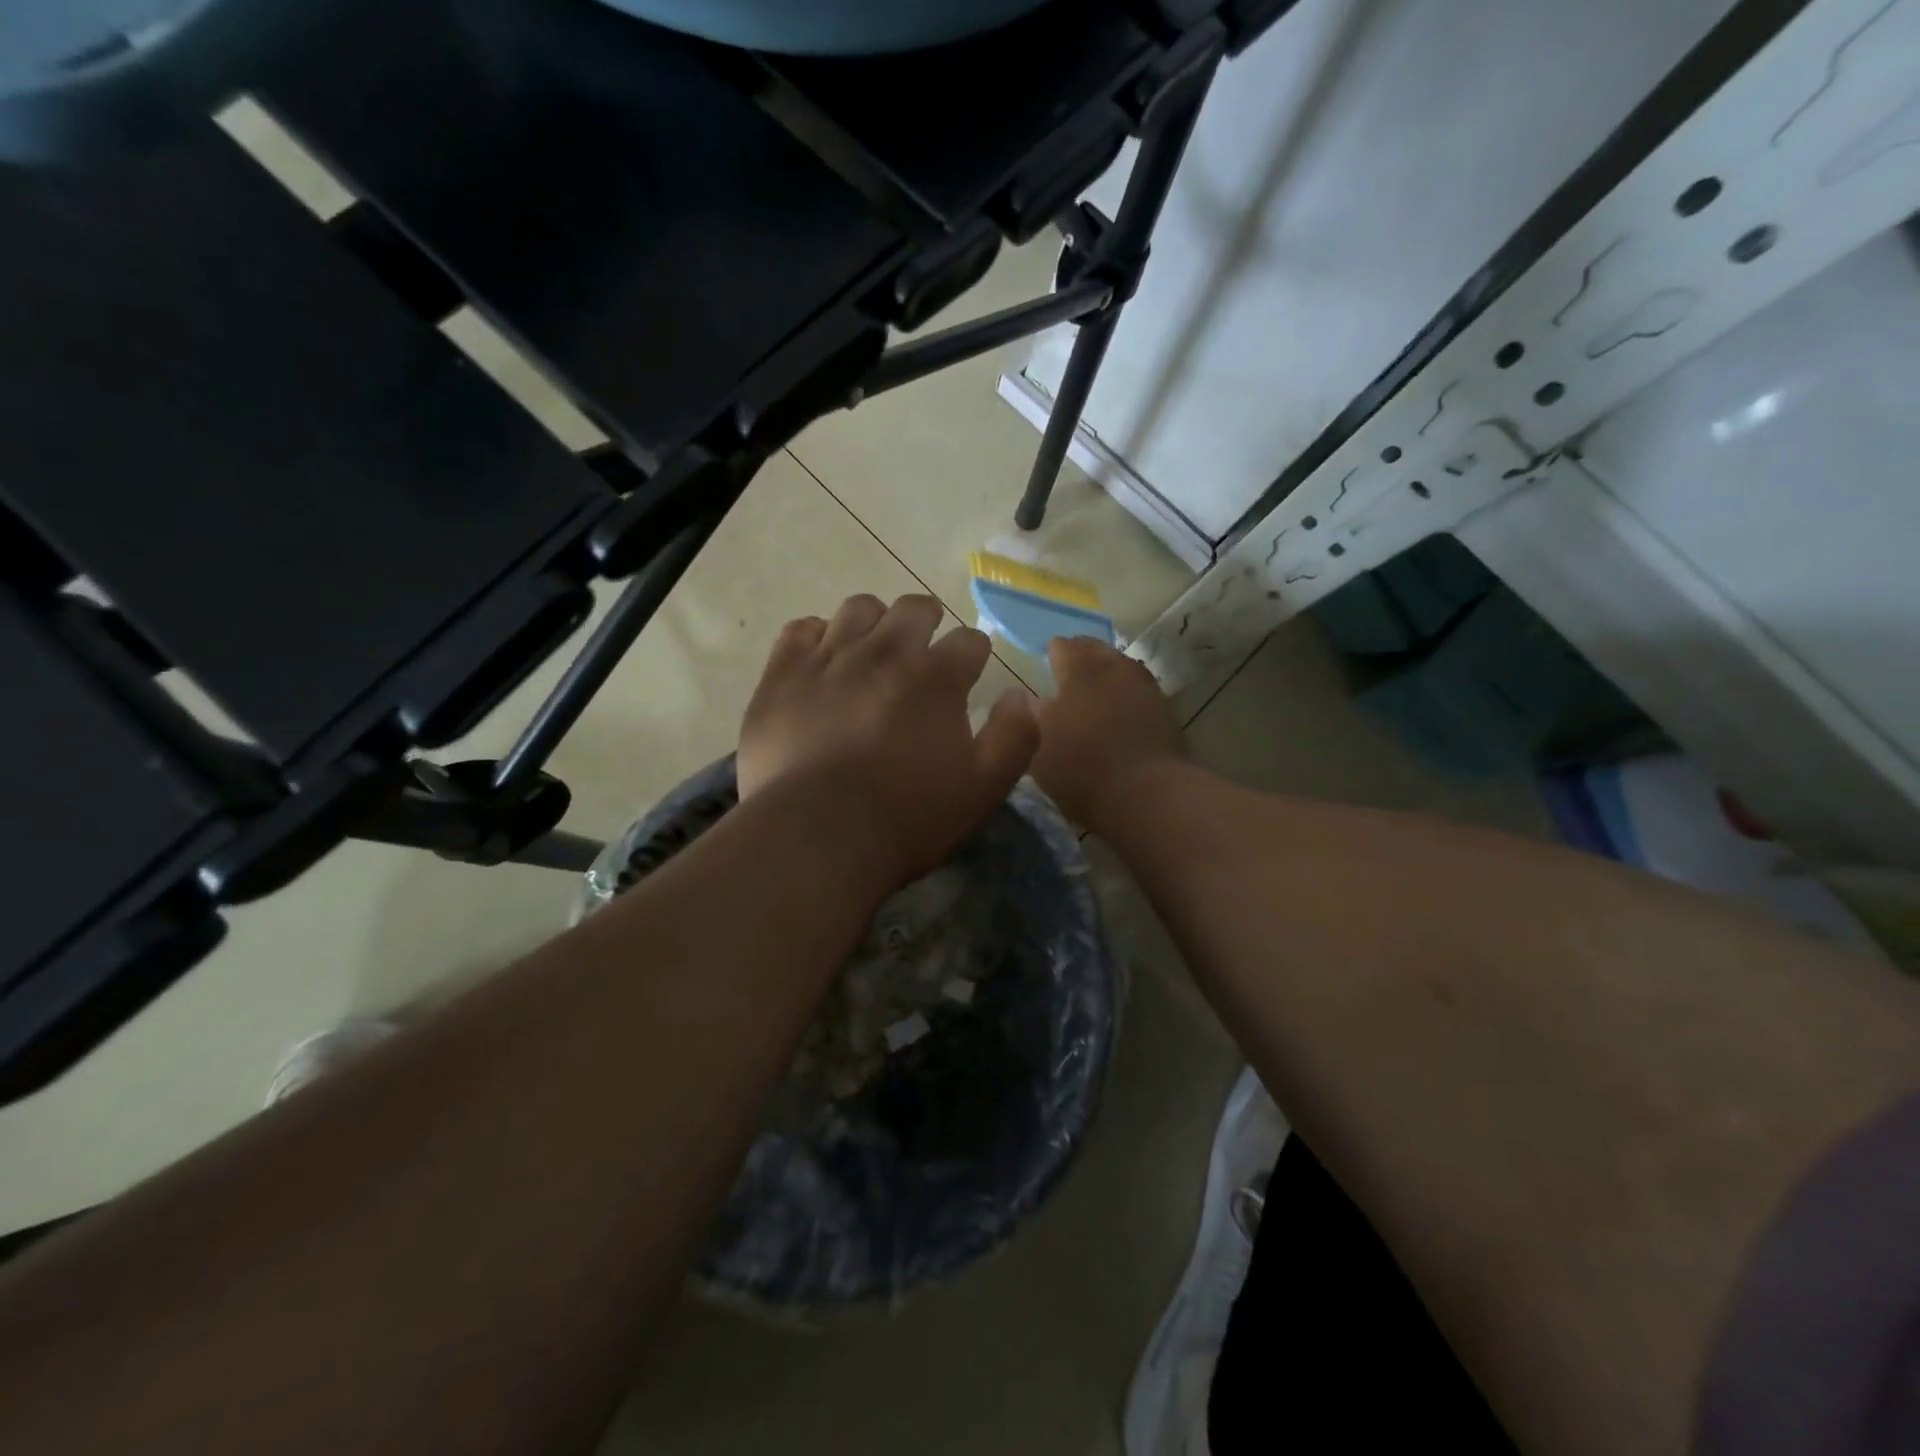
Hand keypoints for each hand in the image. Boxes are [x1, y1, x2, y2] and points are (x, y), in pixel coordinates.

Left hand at [738, 594, 1038, 882]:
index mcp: (937, 678)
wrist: (817, 835)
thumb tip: (1022, 696)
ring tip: (871, 649)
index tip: (969, 671)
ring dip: (874, 622)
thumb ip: (1014, 736)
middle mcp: (885, 652)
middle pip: (913, 609)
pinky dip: (816, 637)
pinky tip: (820, 660)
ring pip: (858, 609)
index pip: (969, 641)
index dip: (974, 654)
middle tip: (922, 650)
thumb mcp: (984, 788)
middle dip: (926, 622)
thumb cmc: (907, 817)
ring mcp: (830, 658)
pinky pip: (800, 629)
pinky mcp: (783, 673)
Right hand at [1031, 636, 1185, 829]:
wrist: (1147, 795)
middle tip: (1067, 675)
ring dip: (1106, 674)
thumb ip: (1032, 716)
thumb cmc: (1081, 767)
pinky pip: (1138, 691)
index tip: (1045, 664)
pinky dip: (1125, 695)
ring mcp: (1145, 687)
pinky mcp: (1165, 711)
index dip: (1052, 653)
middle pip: (1096, 650)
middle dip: (1081, 657)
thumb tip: (1032, 698)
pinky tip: (1117, 712)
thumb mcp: (1039, 745)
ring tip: (1093, 692)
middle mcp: (1115, 668)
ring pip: (1121, 668)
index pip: (1063, 646)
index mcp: (1081, 669)